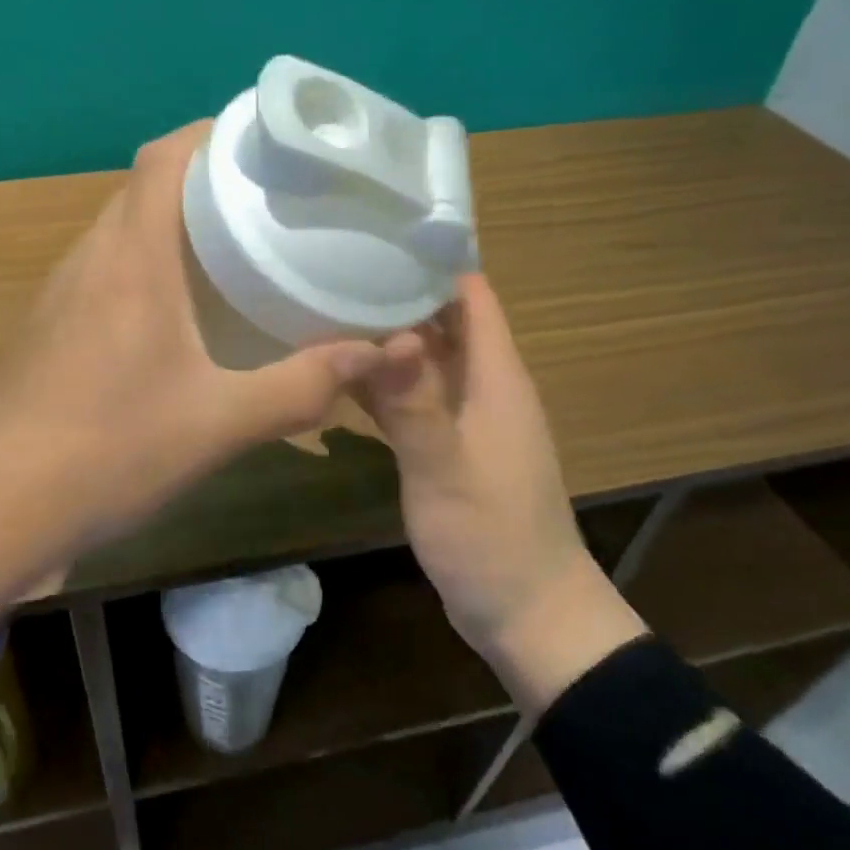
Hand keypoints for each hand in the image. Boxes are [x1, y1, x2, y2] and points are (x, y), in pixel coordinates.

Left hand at [0, 120, 390, 547]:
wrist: (0, 507)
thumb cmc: (111, 450)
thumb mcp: (220, 422)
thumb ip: (301, 386)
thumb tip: (376, 354)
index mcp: (131, 258)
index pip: (164, 157)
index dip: (212, 132)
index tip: (267, 142)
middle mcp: (92, 258)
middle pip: (146, 187)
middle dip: (206, 177)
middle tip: (272, 197)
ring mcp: (64, 293)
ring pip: (125, 229)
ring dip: (175, 223)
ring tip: (238, 243)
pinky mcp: (53, 327)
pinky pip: (109, 269)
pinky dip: (151, 264)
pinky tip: (185, 309)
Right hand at [359, 273, 647, 713]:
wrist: (526, 612)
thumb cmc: (492, 538)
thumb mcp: (446, 471)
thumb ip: (415, 404)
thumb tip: (385, 333)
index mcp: (496, 379)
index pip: (472, 297)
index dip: (433, 262)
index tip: (379, 236)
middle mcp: (483, 388)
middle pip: (442, 323)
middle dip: (396, 295)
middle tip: (332, 269)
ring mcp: (464, 420)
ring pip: (422, 362)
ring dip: (384, 341)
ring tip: (323, 312)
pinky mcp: (447, 449)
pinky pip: (413, 401)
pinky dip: (382, 386)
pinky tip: (337, 379)